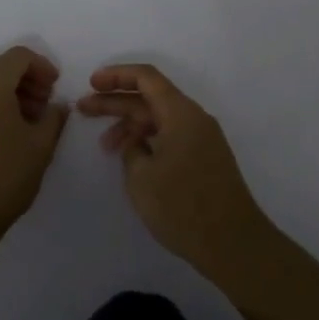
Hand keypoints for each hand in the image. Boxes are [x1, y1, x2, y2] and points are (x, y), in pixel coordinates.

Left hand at [0, 47, 68, 244]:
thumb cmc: (4, 174)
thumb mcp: (40, 145)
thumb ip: (54, 117)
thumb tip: (58, 105)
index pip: (20, 56)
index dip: (42, 66)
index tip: (56, 88)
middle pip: (2, 67)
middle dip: (28, 80)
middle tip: (47, 105)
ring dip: (13, 92)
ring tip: (32, 121)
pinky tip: (12, 130)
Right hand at [78, 64, 275, 287]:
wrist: (234, 244)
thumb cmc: (183, 206)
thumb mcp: (141, 177)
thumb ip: (131, 151)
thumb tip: (137, 145)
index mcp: (181, 112)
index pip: (146, 77)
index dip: (116, 76)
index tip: (92, 84)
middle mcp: (194, 118)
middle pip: (150, 97)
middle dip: (116, 101)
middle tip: (84, 109)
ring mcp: (202, 139)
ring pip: (160, 119)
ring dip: (131, 126)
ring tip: (105, 146)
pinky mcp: (205, 158)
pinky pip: (171, 136)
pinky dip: (148, 140)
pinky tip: (132, 159)